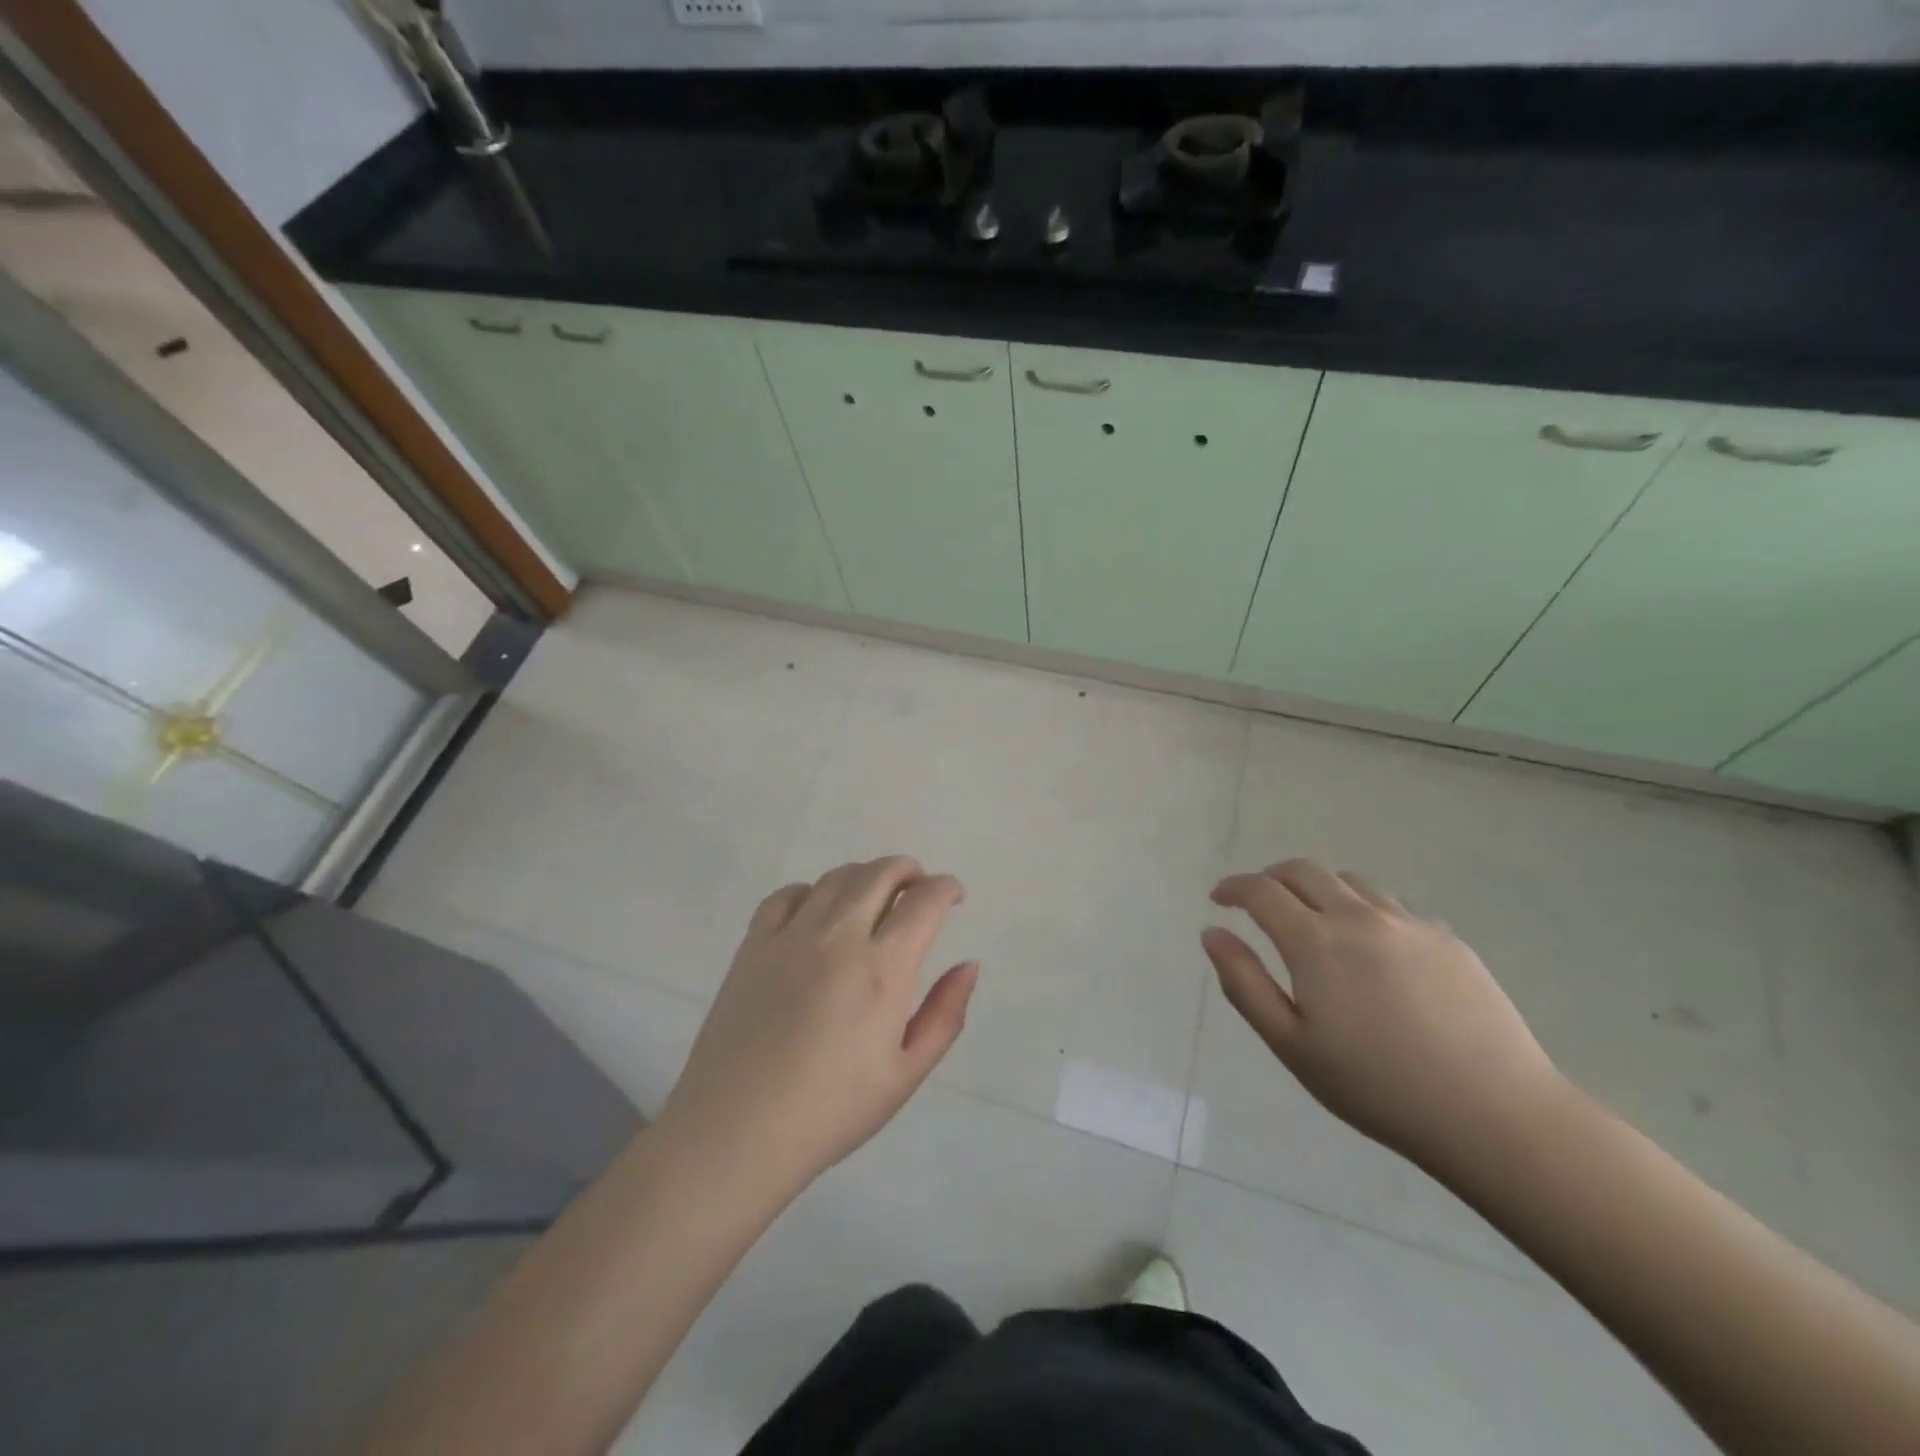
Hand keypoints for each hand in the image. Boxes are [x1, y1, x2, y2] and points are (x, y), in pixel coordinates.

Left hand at [661, 857, 977, 1192]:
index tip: (954, 895)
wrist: (736, 1130)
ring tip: (874, 897)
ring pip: (837, 877)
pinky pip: (787, 895)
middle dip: (910, 871)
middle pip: (881, 873)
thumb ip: (945, 1013)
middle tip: (919, 888)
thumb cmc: (831, 1110)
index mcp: (883, 967)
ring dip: (866, 876)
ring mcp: (791, 935)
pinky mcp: (753, 944)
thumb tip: (969, 965)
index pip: (924, 901)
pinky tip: (816, 913)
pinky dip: (812, 891)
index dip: (946, 888)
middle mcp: (839, 936)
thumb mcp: (906, 1073)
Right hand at [1204, 858, 1561, 1171]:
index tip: (1219, 899)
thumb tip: (1212, 934)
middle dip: (1271, 878)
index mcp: (1316, 942)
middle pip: (1304, 870)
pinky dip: (1363, 909)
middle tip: (1258, 902)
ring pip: (1350, 881)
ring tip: (1313, 921)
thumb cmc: (1377, 1087)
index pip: (1261, 891)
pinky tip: (1371, 949)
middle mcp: (1359, 917)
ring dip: (1318, 888)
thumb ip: (1244, 983)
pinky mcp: (1447, 939)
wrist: (1495, 1115)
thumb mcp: (1292, 1045)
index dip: (1233, 887)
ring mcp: (1408, 923)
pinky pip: (1391, 906)